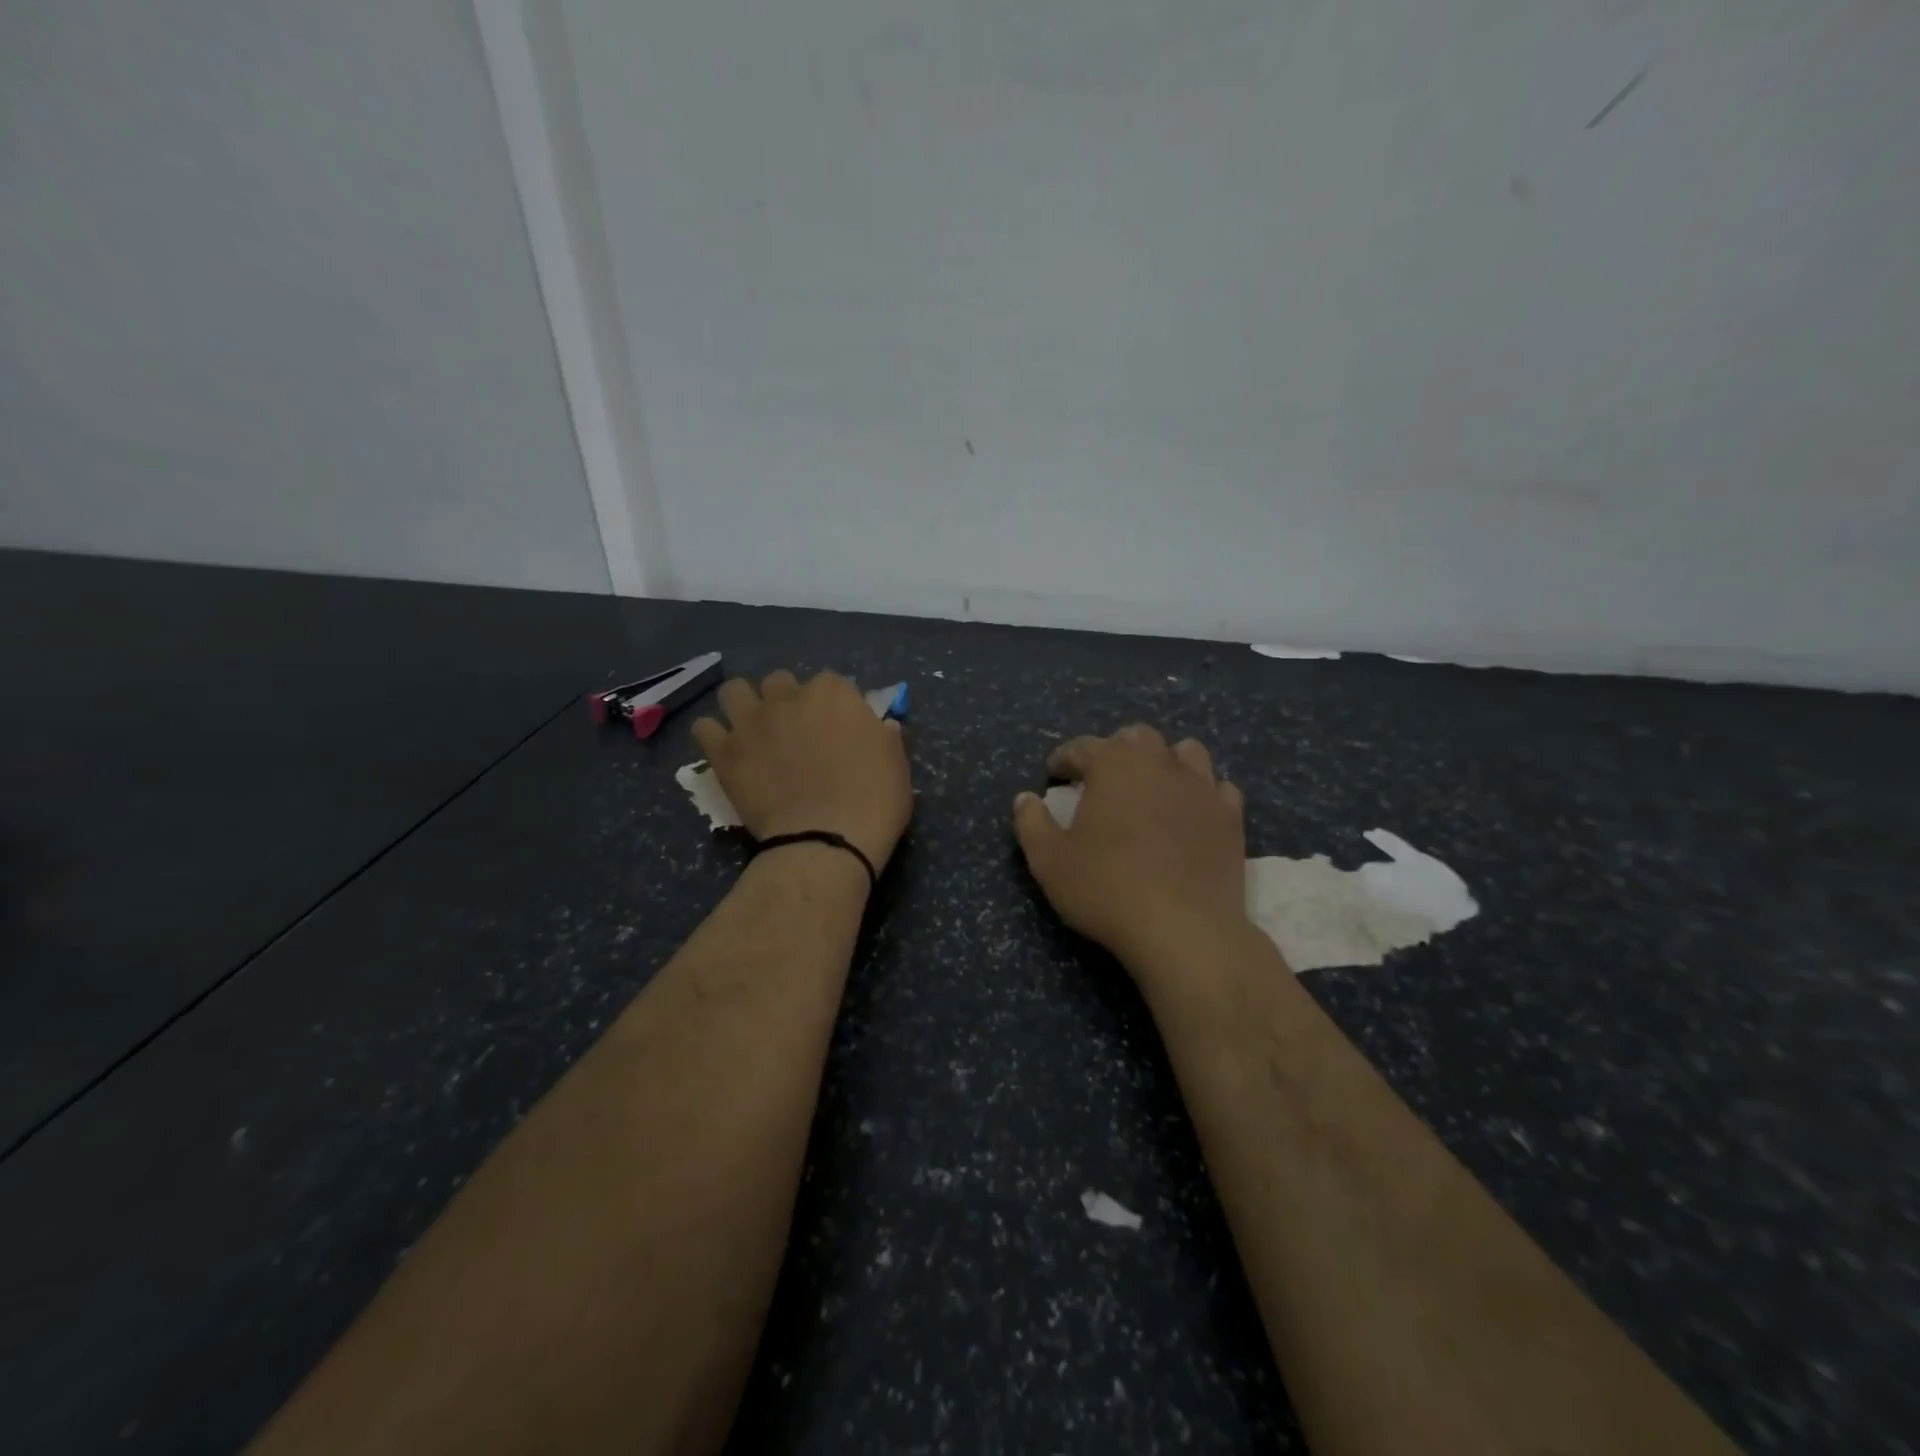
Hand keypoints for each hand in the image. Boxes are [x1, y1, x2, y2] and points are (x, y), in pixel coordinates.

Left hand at [693, 670, 912, 872]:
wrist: (826, 841)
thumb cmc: (873, 801)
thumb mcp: (897, 764)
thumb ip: (885, 737)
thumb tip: (880, 726)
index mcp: (834, 693)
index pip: (831, 683)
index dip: (833, 705)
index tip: (838, 728)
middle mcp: (789, 697)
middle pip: (780, 681)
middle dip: (786, 700)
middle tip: (795, 732)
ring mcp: (752, 722)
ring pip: (734, 691)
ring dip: (743, 705)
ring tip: (753, 732)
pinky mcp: (724, 752)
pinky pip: (704, 727)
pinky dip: (714, 736)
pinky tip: (728, 753)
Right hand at [1013, 725, 1247, 968]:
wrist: (1184, 929)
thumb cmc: (1106, 889)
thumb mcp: (1049, 861)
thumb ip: (1032, 823)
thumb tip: (1025, 798)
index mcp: (1113, 765)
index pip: (1082, 746)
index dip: (1064, 757)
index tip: (1054, 773)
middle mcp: (1159, 763)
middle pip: (1138, 737)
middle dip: (1116, 749)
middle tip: (1102, 776)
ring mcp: (1201, 788)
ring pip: (1186, 752)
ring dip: (1165, 760)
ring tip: (1152, 785)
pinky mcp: (1231, 818)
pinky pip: (1219, 789)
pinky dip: (1203, 793)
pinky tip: (1192, 812)